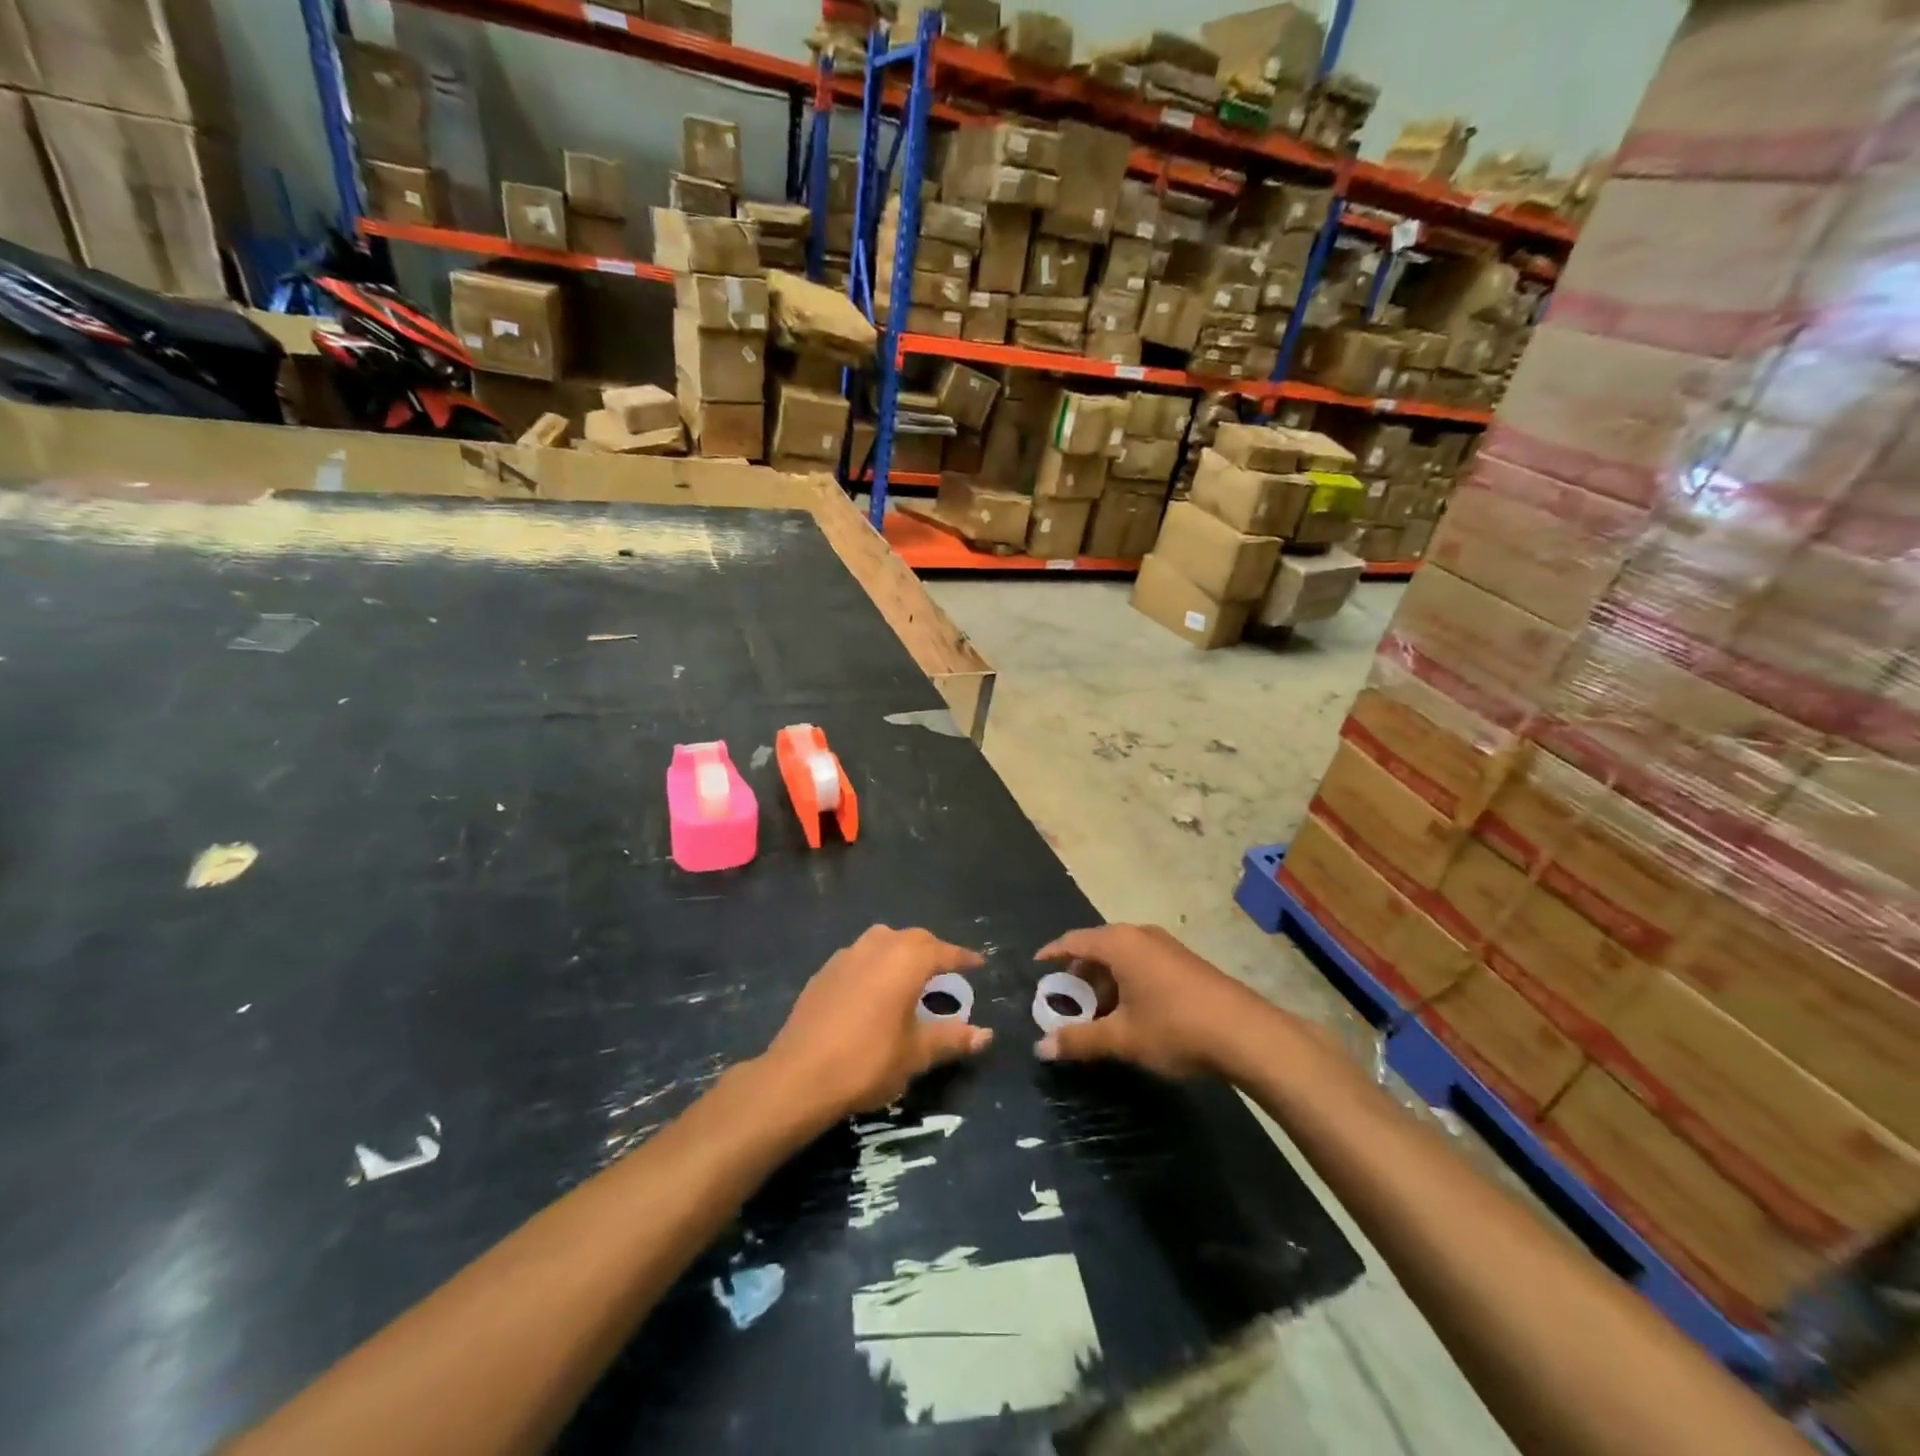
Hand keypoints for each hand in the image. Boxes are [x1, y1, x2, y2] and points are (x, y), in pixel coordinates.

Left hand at [760, 926, 991, 1124]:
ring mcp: (846, 956)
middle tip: (947, 969)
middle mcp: (877, 947)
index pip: (943, 951)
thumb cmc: (868, 1060)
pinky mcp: (824, 972)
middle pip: (913, 938)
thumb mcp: (916, 1053)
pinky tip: (874, 987)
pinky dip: (875, 962)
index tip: (979, 963)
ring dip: (901, 950)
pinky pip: (859, 956)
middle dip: (933, 949)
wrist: (799, 1075)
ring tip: (910, 973)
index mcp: (905, 960)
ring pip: (882, 940)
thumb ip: (952, 1038)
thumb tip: (985, 1034)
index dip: (963, 957)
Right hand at [1034, 925, 1270, 1078]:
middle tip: (1066, 999)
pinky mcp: (1185, 962)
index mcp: (1120, 944)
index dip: (1053, 953)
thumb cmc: (1175, 1028)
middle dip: (1080, 972)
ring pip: (1123, 956)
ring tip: (1097, 1012)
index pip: (1074, 940)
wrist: (1246, 1034)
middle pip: (1099, 946)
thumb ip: (1079, 1040)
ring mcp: (1167, 946)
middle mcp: (1141, 935)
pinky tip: (1131, 1012)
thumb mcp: (1122, 1038)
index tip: (1038, 966)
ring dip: (1105, 980)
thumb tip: (1041, 1048)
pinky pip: (1143, 963)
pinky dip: (1127, 981)